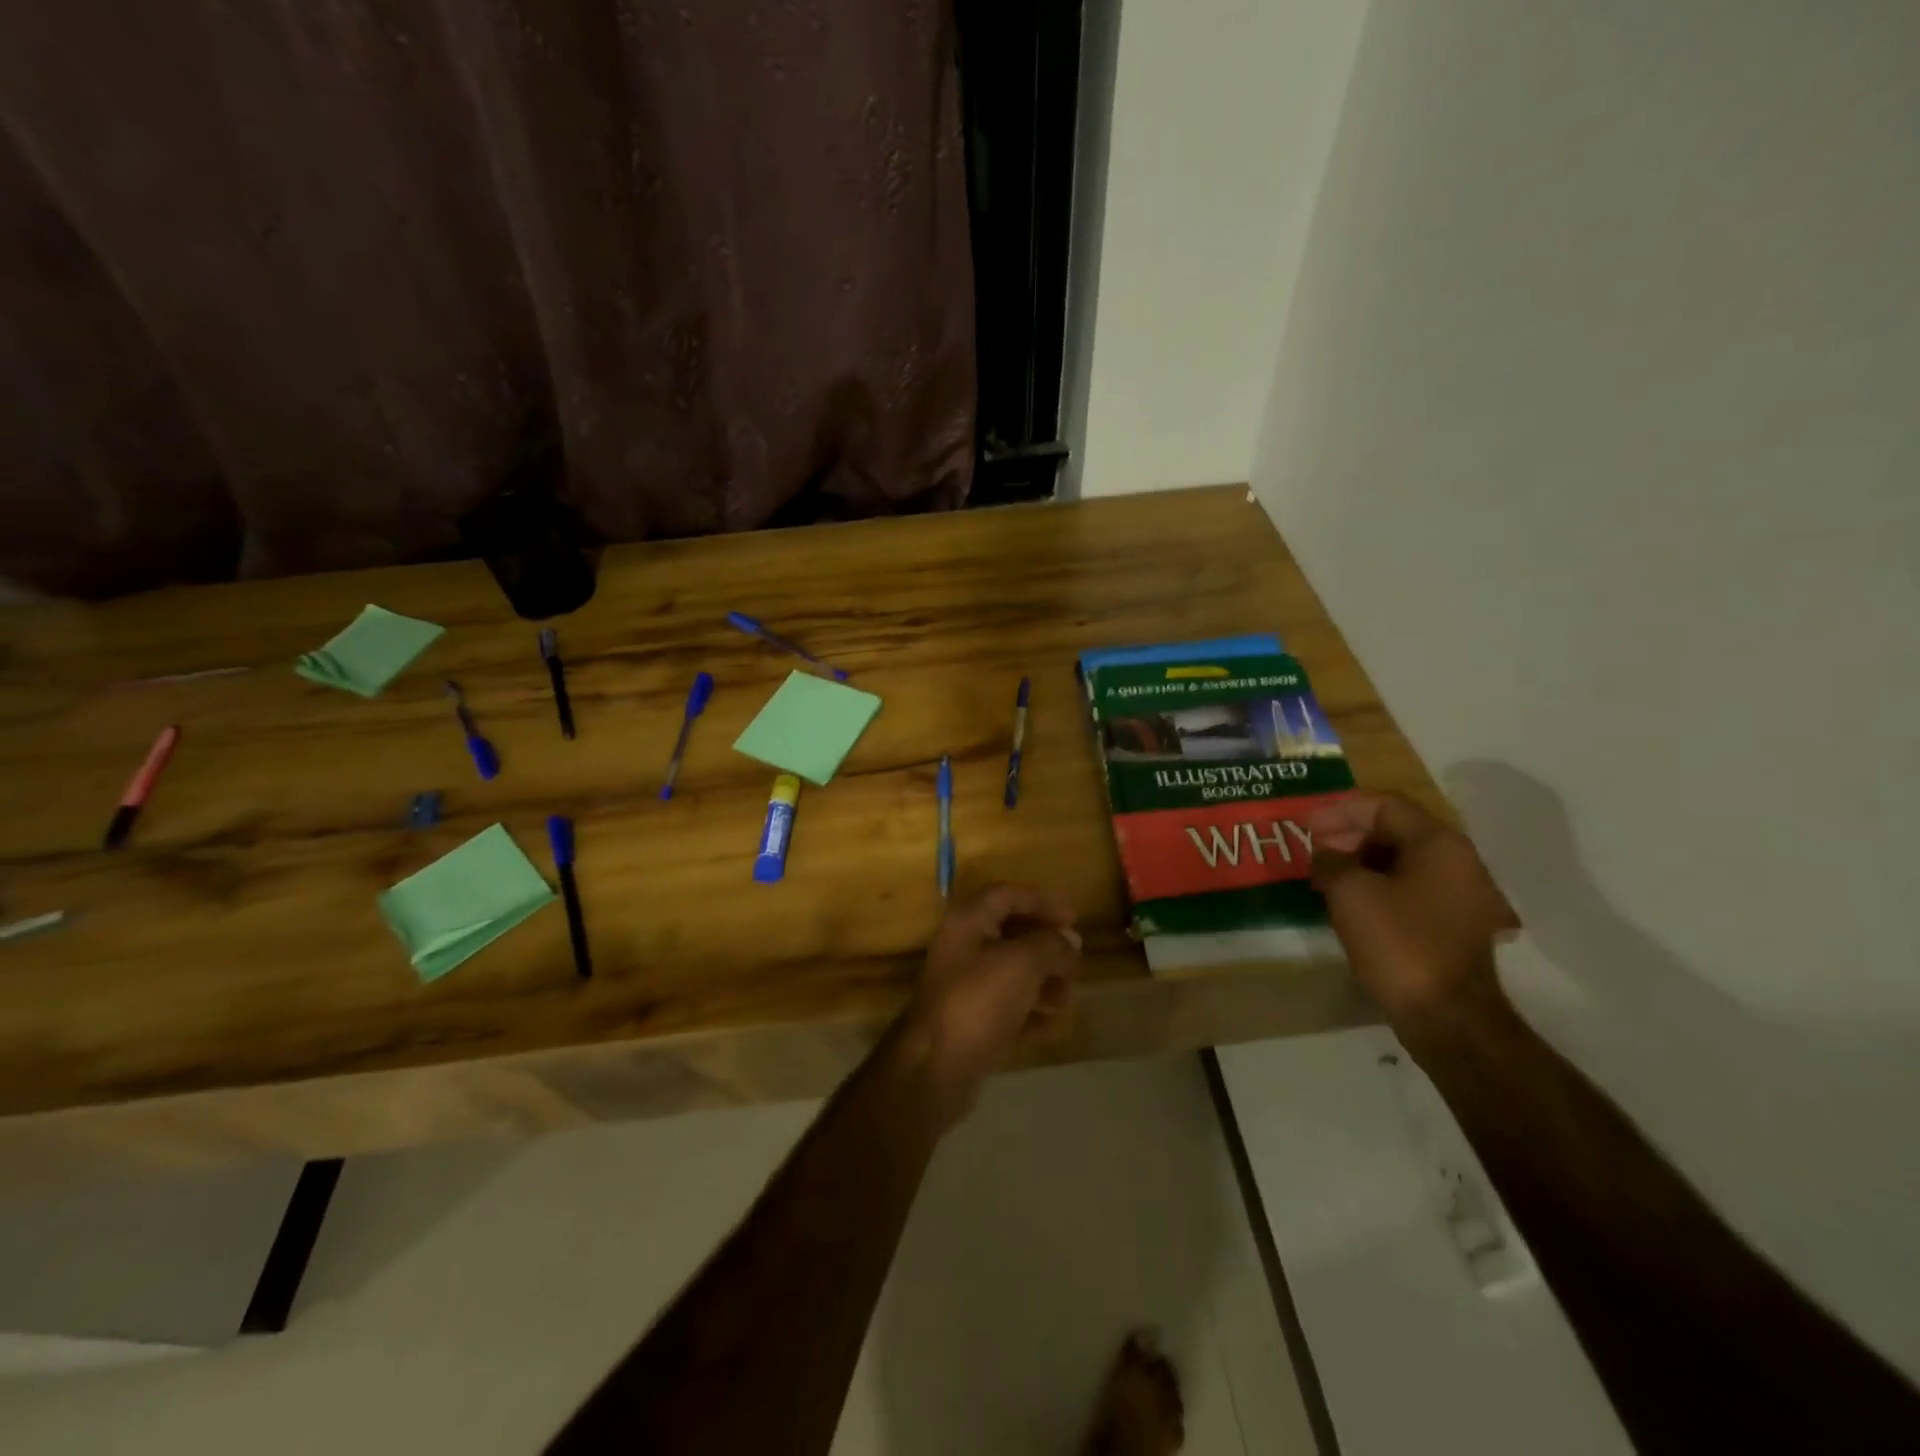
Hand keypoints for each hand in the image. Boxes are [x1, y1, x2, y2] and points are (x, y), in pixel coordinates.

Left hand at [899, 884, 1081, 1127]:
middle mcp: (963, 948)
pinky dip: (1030, 1012)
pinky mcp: (971, 1022)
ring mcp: (965, 987)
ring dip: (1043, 981)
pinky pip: (1007, 1008)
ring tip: (1067, 998)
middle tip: (1074, 962)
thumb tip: (1070, 939)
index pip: (1007, 896)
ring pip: (1012, 973)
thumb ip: (1051, 945)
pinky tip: (1052, 1025)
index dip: (1041, 901)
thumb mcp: (1022, 964)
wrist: (936, 1068)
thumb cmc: (979, 1001)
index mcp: (968, 922)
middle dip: (1047, 947)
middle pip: (1012, 935)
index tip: (1074, 918)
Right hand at [1307, 793, 1519, 1052]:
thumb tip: (1326, 854)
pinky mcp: (1453, 923)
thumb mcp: (1350, 892)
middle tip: (1313, 848)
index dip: (1340, 809)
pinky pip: (1410, 886)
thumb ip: (1331, 860)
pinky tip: (1349, 900)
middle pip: (1396, 829)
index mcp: (1438, 843)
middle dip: (1349, 833)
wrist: (1447, 1015)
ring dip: (1361, 860)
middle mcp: (1458, 860)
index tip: (1306, 824)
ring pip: (1402, 859)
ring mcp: (1460, 894)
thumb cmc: (1398, 942)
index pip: (1384, 805)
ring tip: (1324, 874)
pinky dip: (1377, 883)